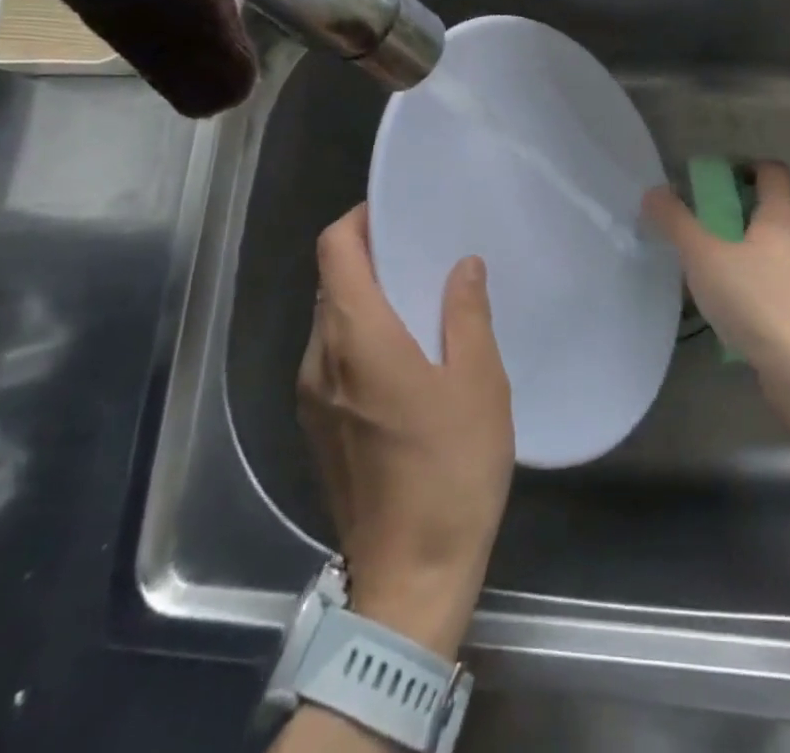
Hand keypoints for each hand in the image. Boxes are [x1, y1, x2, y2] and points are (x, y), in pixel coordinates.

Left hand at [297, 205, 513, 659]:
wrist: (410, 577)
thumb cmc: (450, 469)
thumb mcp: (479, 383)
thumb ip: (467, 314)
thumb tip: (462, 265)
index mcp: (357, 338)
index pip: (335, 250)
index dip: (358, 220)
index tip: (395, 212)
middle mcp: (321, 358)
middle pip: (331, 282)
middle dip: (369, 256)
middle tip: (422, 251)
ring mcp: (311, 396)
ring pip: (329, 320)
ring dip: (366, 298)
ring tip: (420, 298)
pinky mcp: (317, 426)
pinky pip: (331, 356)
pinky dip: (360, 335)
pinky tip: (405, 354)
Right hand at [642, 162, 789, 390]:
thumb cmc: (755, 301)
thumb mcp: (704, 258)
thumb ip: (677, 223)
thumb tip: (654, 192)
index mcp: (782, 220)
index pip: (775, 174)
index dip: (749, 168)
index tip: (720, 180)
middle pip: (777, 214)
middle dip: (743, 216)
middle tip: (708, 230)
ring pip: (781, 254)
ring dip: (753, 255)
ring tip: (719, 275)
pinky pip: (785, 289)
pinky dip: (764, 289)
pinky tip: (741, 312)